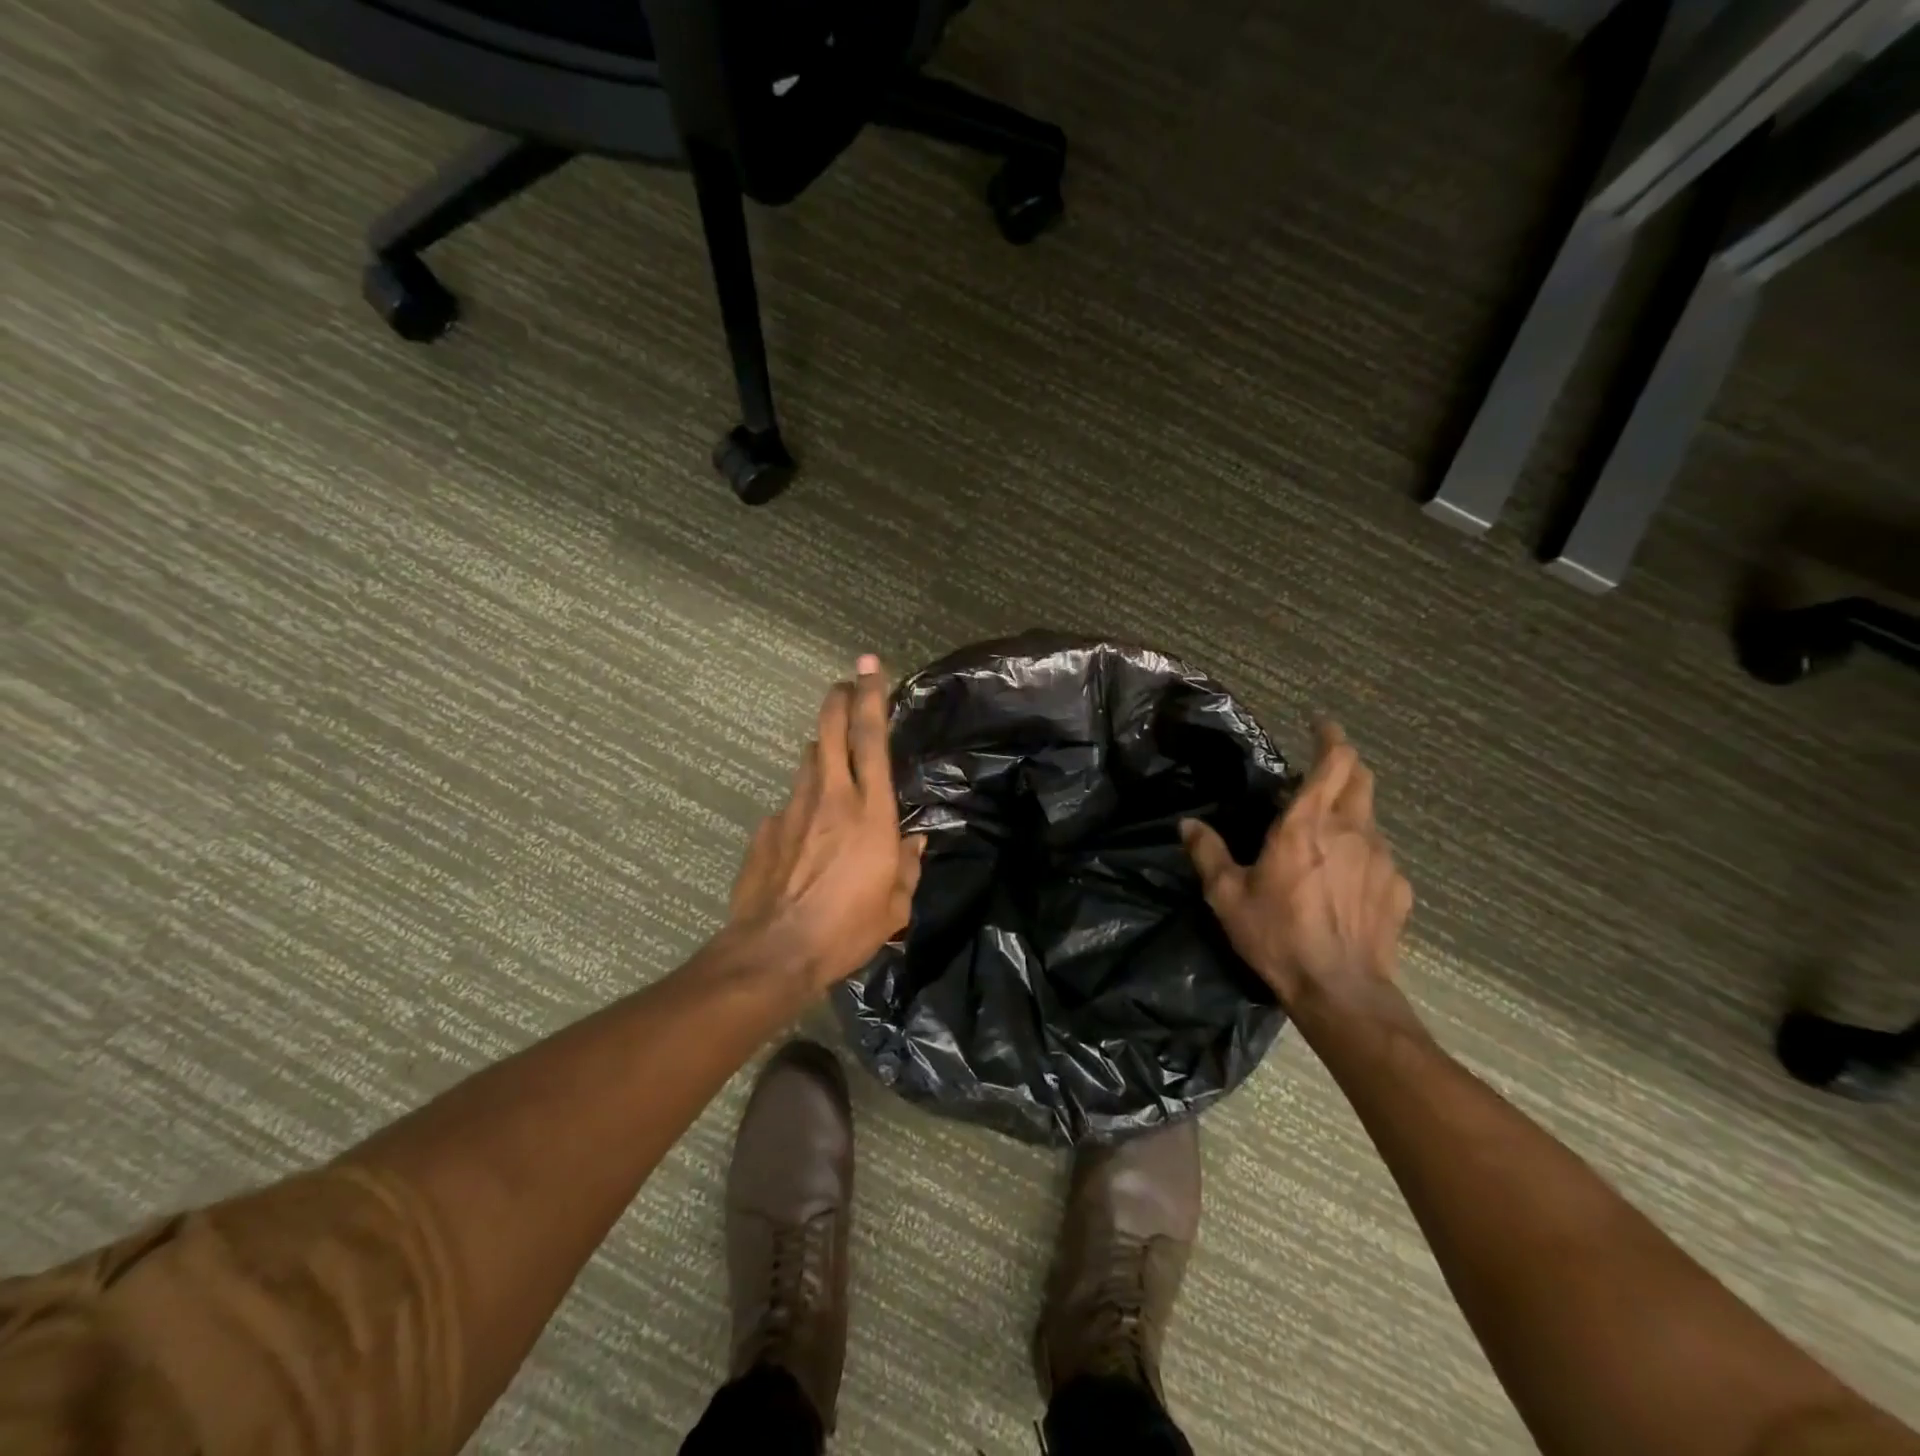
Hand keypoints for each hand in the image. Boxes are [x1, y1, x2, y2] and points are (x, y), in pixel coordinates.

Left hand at [729, 655, 925, 991]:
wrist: (774, 953)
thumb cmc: (847, 929)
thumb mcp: (896, 904)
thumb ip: (907, 865)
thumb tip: (913, 842)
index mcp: (870, 812)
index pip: (871, 738)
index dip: (871, 696)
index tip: (869, 664)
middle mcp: (830, 797)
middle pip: (830, 730)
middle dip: (838, 700)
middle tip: (845, 685)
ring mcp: (792, 809)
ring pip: (808, 760)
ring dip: (822, 750)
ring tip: (833, 760)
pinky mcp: (766, 829)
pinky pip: (791, 802)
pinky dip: (804, 803)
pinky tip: (807, 833)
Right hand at [1181, 722, 1411, 1012]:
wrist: (1341, 992)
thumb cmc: (1278, 937)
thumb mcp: (1227, 896)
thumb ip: (1208, 853)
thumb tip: (1188, 825)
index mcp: (1306, 825)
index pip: (1334, 762)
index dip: (1330, 736)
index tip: (1320, 724)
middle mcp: (1351, 831)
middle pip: (1361, 778)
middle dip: (1345, 763)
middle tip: (1322, 767)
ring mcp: (1382, 859)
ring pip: (1370, 817)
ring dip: (1350, 811)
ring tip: (1325, 833)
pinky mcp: (1399, 888)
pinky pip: (1380, 856)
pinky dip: (1362, 853)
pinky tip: (1344, 880)